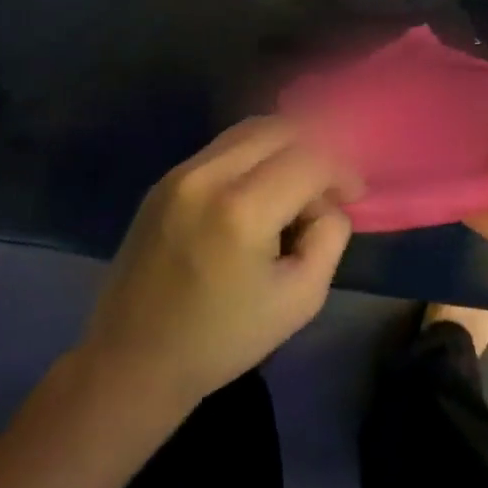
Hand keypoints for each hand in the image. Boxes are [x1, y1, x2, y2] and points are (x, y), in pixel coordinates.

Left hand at [79, 117, 362, 411]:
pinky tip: (260, 193)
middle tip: (328, 189)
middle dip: (316, 149)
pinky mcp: (163, 181)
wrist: (134, 359)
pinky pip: (222, 148)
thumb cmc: (223, 338)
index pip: (311, 157)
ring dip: (284, 149)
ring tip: (296, 190)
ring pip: (249, 130)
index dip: (342, 171)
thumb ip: (329, 237)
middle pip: (279, 128)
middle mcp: (206, 175)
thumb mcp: (301, 298)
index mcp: (241, 209)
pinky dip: (254, 157)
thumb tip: (327, 202)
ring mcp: (179, 173)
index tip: (352, 197)